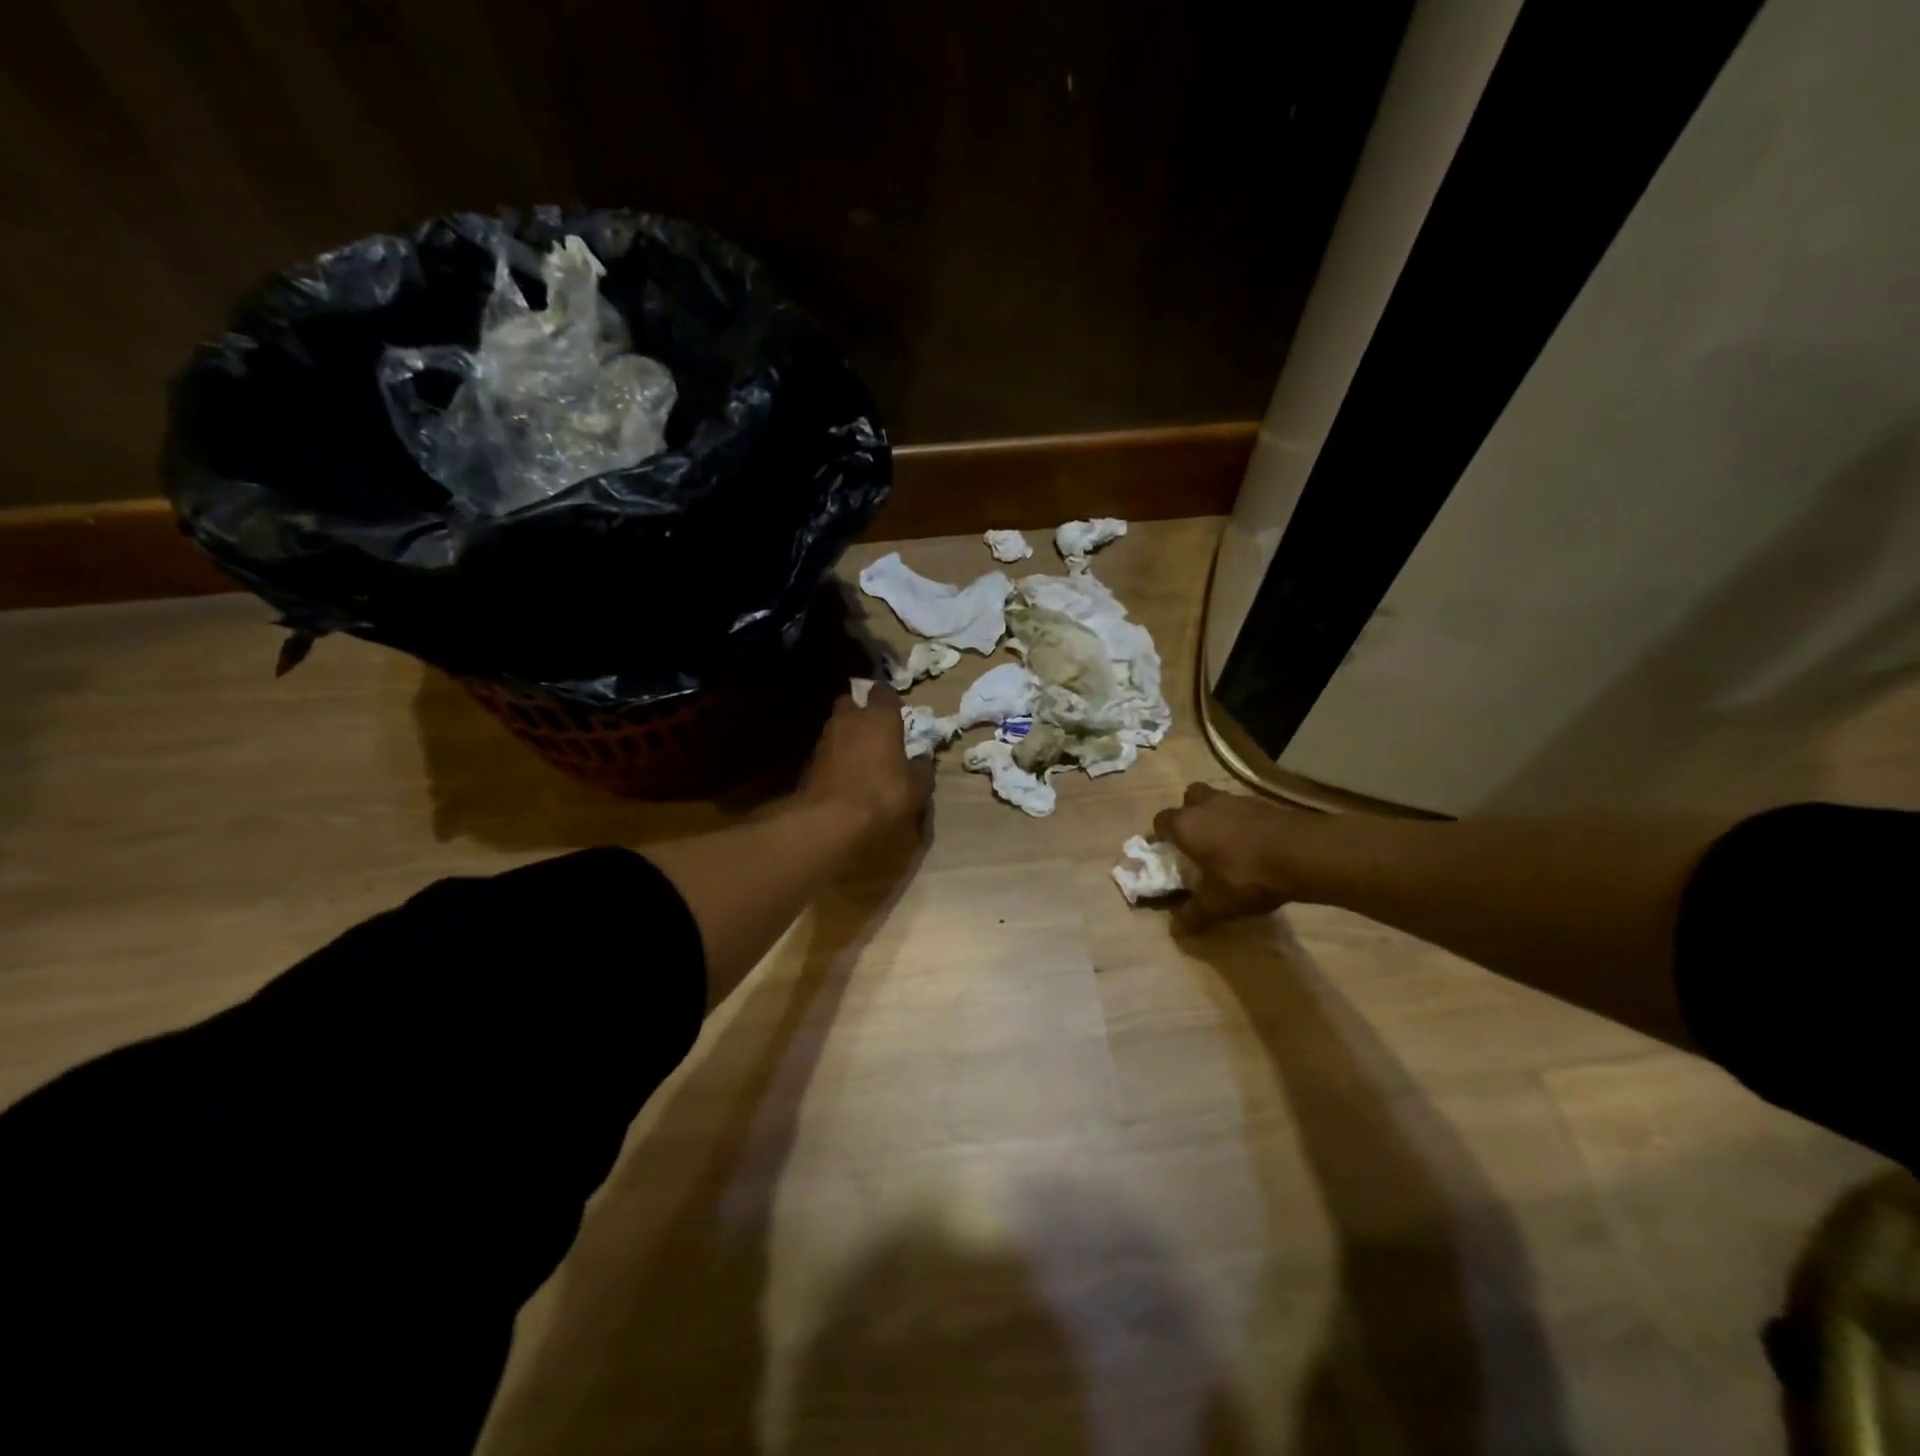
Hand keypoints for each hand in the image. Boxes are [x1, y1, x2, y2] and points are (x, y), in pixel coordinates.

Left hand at [800, 683, 934, 838]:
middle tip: (877, 731)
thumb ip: (922, 769)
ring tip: (863, 758)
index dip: (890, 702)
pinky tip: (847, 777)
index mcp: (879, 718)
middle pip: (851, 703)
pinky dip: (837, 759)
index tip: (898, 714)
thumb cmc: (883, 796)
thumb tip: (922, 760)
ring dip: (848, 736)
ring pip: (837, 727)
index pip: (884, 693)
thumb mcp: (917, 788)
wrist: (830, 823)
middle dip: (862, 712)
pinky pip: (828, 752)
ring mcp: (825, 740)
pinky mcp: (809, 764)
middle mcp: (849, 720)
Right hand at [1152, 782, 1307, 930]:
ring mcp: (1238, 799)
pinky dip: (1245, 821)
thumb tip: (1176, 928)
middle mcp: (1206, 805)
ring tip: (1229, 842)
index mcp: (1186, 825)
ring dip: (1219, 816)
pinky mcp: (1266, 803)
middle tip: (1198, 839)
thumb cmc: (1246, 875)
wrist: (1301, 853)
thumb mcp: (1216, 904)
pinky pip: (1246, 808)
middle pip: (1189, 798)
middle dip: (1190, 814)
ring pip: (1218, 800)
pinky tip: (1255, 842)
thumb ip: (1193, 914)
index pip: (1161, 821)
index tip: (1167, 853)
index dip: (1161, 837)